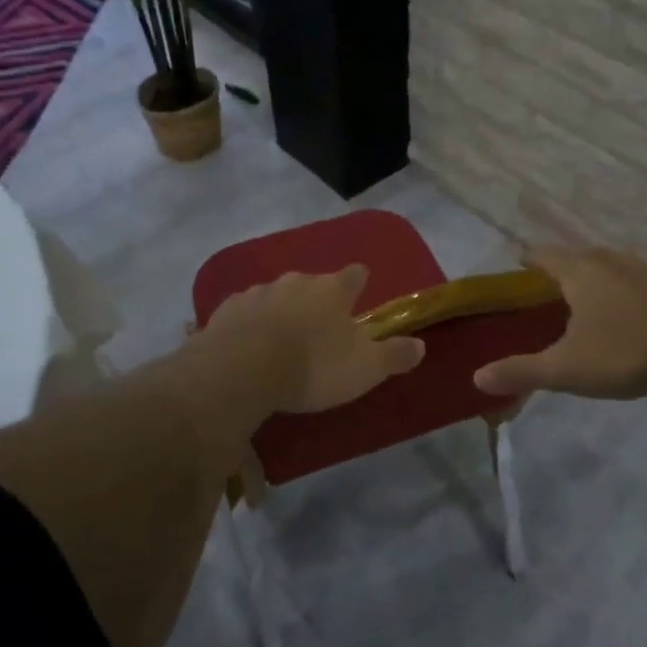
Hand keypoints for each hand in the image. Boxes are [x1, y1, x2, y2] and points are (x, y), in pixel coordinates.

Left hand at [202, 265, 424, 414]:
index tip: (361, 285)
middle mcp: (295, 282)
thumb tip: (421, 345)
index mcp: (332, 290)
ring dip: (282, 309)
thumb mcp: (365, 368)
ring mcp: (257, 293)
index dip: (359, 281)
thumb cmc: (312, 366)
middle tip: (320, 323)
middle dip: (316, 298)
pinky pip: (244, 313)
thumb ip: (394, 355)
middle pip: (312, 283)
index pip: (354, 275)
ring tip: (282, 336)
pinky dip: (249, 323)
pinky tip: (247, 342)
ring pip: (276, 295)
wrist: (241, 371)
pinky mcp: (225, 310)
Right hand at [474, 246, 646, 400]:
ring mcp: (644, 270)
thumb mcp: (566, 368)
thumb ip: (521, 371)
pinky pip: (635, 281)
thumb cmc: (624, 353)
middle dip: (559, 270)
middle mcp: (609, 260)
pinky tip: (627, 317)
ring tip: (585, 305)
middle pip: (576, 256)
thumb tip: (477, 378)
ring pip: (609, 266)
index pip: (543, 254)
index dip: (527, 258)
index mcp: (579, 271)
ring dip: (594, 279)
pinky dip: (622, 292)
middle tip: (547, 295)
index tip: (517, 267)